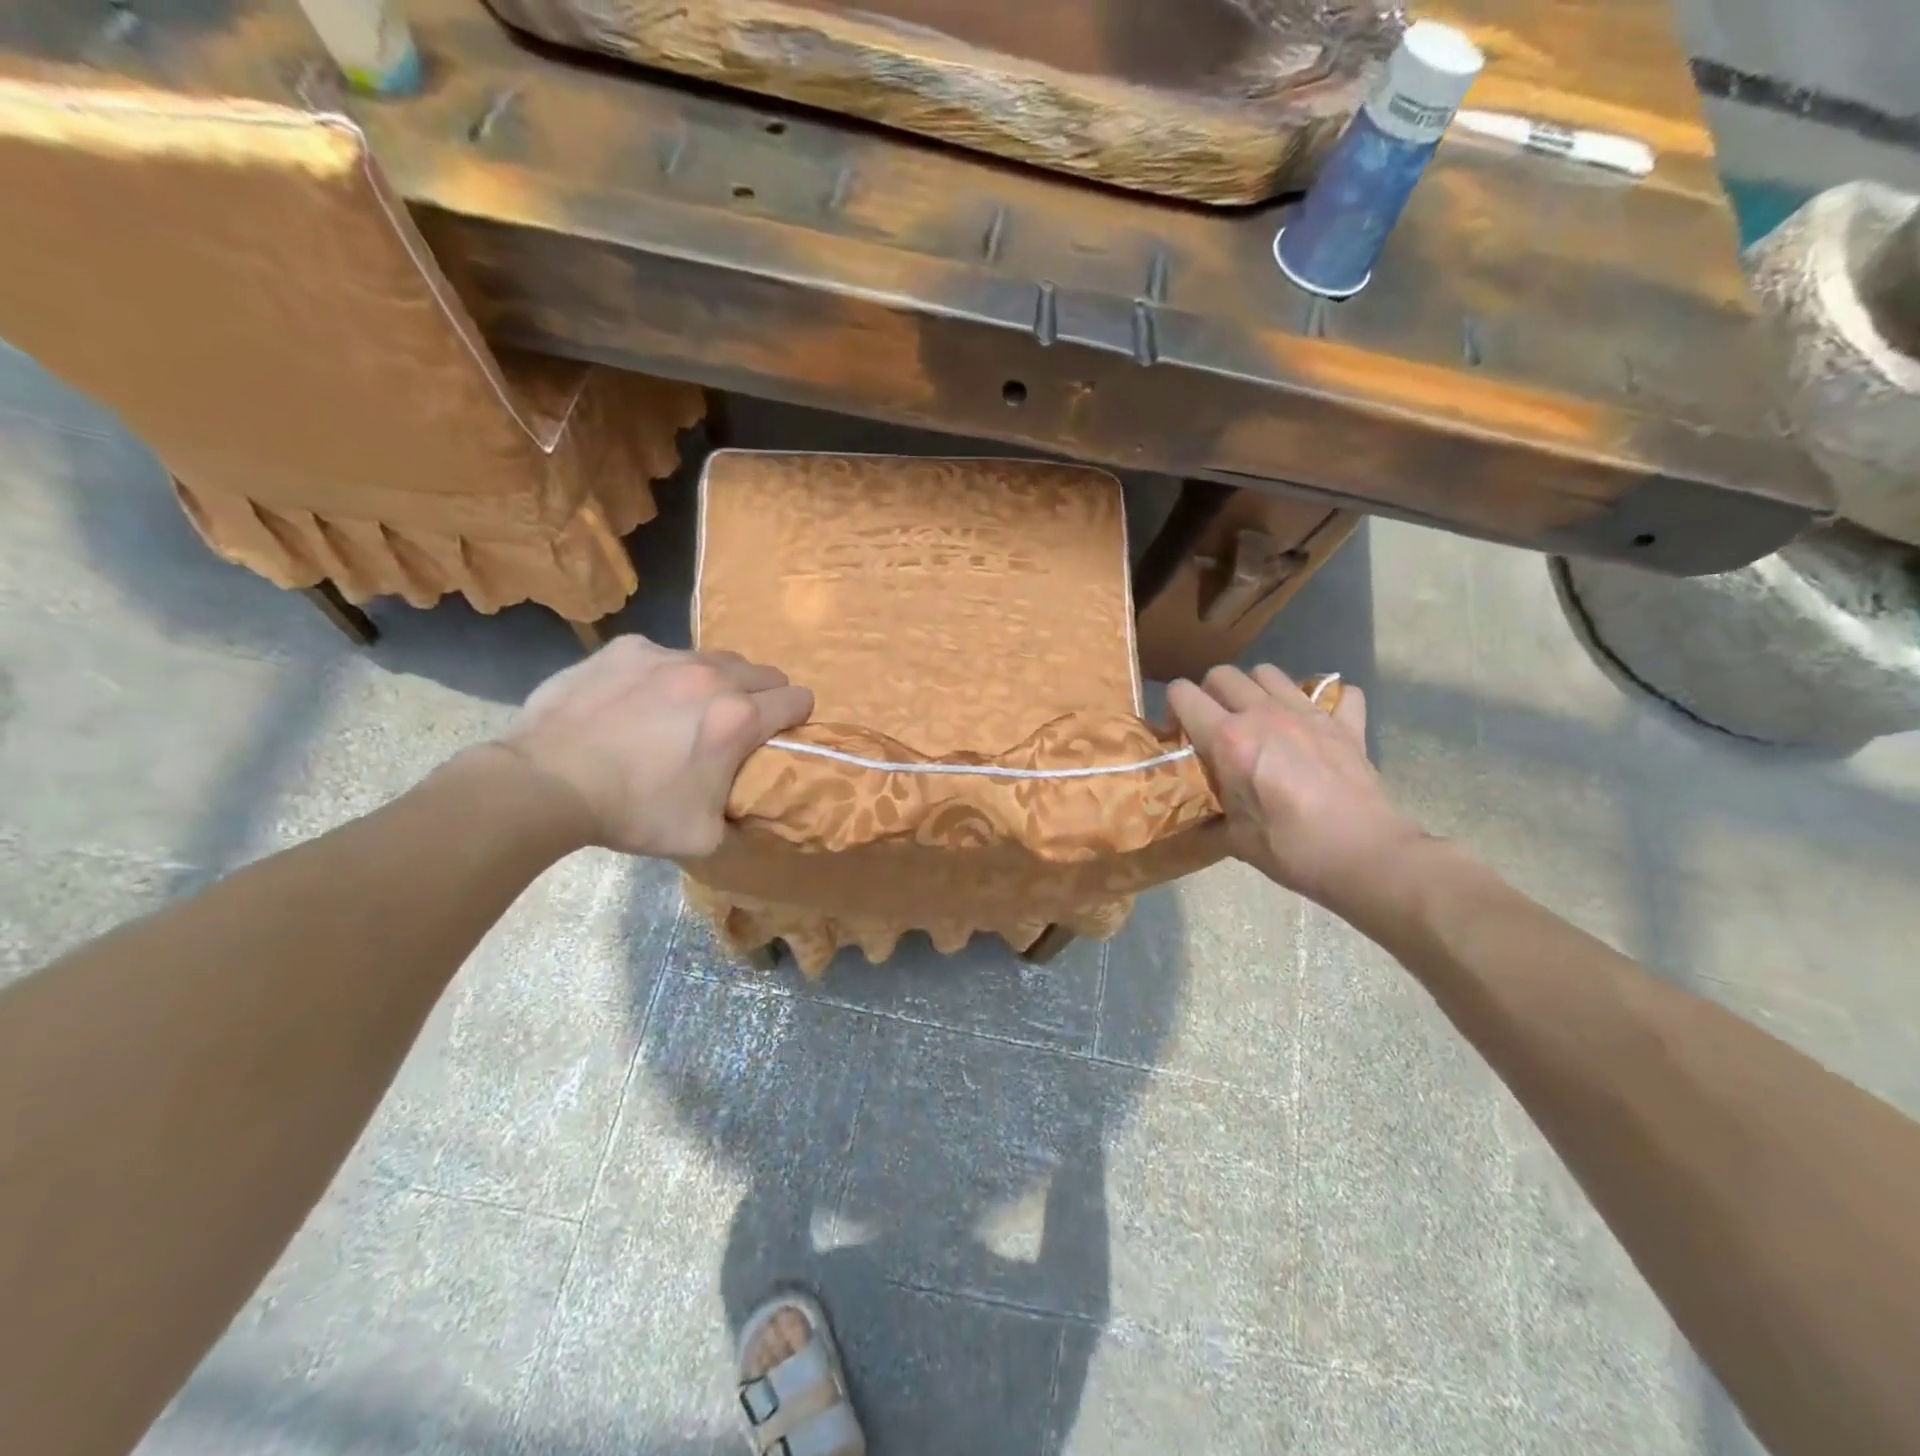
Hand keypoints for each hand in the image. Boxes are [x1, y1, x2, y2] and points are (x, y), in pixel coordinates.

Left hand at [490, 634, 812, 856]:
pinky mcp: (626, 648)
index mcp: (739, 718)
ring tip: (687, 708)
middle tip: (738, 723)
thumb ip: (740, 818)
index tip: (783, 732)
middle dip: (763, 695)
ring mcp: (667, 656)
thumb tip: (750, 813)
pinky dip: (664, 674)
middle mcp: (712, 676)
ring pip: (716, 658)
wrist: (547, 783)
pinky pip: (664, 654)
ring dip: (717, 681)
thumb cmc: (633, 812)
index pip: (798, 699)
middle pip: (764, 672)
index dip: (798, 717)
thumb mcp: (702, 836)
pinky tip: (638, 699)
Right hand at [1168, 664, 1426, 908]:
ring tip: (1259, 720)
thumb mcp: (1235, 839)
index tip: (1179, 735)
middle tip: (1215, 726)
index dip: (1173, 709)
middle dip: (1210, 694)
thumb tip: (1194, 814)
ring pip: (1268, 673)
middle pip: (1222, 674)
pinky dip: (1325, 701)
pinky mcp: (1346, 724)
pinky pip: (1337, 692)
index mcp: (1229, 739)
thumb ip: (1210, 814)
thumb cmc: (1293, 849)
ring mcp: (1308, 714)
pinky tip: (1317, 724)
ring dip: (1256, 690)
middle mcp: (1264, 714)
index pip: (1182, 695)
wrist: (1367, 856)